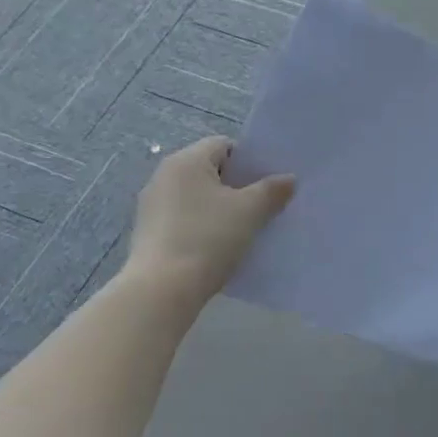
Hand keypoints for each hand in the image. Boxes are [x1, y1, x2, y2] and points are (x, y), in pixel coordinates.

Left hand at [125, 136, 293, 299]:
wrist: (162, 290)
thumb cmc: (208, 238)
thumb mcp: (250, 211)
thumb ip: (272, 190)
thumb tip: (289, 179)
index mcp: (186, 161)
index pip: (224, 146)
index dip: (250, 161)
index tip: (269, 182)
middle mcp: (164, 176)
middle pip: (210, 170)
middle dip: (238, 185)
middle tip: (263, 204)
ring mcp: (152, 205)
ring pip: (197, 196)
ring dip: (220, 207)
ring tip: (244, 227)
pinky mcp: (148, 233)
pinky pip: (184, 218)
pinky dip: (203, 225)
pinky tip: (219, 245)